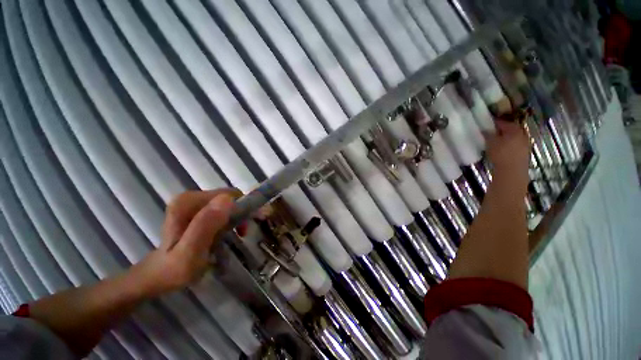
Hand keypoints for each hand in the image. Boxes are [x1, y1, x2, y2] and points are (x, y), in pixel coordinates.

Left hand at [129, 189, 240, 297]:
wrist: (159, 276)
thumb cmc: (175, 270)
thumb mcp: (190, 253)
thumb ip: (205, 225)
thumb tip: (228, 199)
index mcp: (188, 202)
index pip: (229, 195)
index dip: (244, 207)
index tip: (252, 224)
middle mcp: (190, 197)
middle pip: (229, 197)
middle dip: (241, 213)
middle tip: (244, 232)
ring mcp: (193, 202)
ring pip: (228, 203)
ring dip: (237, 217)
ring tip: (237, 234)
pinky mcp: (197, 209)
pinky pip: (223, 209)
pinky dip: (231, 219)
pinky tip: (228, 232)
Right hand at [485, 120, 530, 189]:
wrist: (512, 170)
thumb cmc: (500, 154)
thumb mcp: (490, 143)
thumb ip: (488, 134)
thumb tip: (486, 129)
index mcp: (514, 130)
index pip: (504, 123)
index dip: (496, 123)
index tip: (488, 123)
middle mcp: (522, 134)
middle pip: (512, 130)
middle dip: (504, 130)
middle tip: (494, 132)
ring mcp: (526, 144)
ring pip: (515, 137)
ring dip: (508, 138)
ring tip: (498, 141)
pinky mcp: (525, 153)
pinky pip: (517, 145)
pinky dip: (511, 145)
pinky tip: (504, 149)